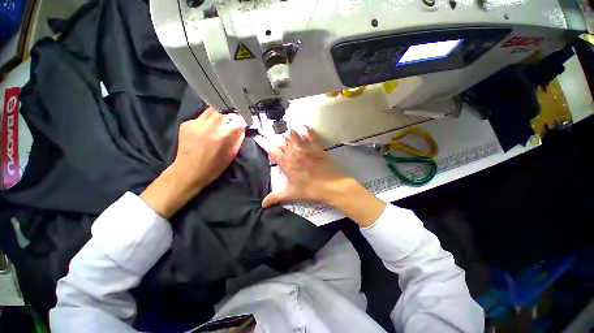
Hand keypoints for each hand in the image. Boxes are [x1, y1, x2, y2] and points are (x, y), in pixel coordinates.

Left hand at [171, 107, 245, 189]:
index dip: (241, 121)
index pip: (238, 120)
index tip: (242, 124)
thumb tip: (242, 127)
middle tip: (230, 123)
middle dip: (230, 116)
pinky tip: (205, 130)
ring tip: (218, 124)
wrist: (188, 171)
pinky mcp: (187, 123)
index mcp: (224, 134)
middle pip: (225, 111)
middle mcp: (211, 124)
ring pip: (212, 110)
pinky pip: (201, 117)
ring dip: (218, 115)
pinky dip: (206, 121)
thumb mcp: (232, 154)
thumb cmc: (214, 166)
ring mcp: (197, 122)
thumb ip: (239, 139)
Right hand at [255, 126, 385, 226]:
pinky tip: (301, 128)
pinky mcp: (317, 146)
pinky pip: (309, 134)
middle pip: (281, 140)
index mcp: (287, 163)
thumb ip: (276, 197)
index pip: (272, 150)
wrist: (332, 186)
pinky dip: (304, 130)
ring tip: (286, 137)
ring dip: (287, 135)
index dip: (265, 144)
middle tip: (275, 143)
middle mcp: (294, 152)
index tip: (261, 141)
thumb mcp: (292, 194)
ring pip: (293, 135)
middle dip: (275, 140)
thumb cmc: (311, 190)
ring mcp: (306, 148)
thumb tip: (262, 204)